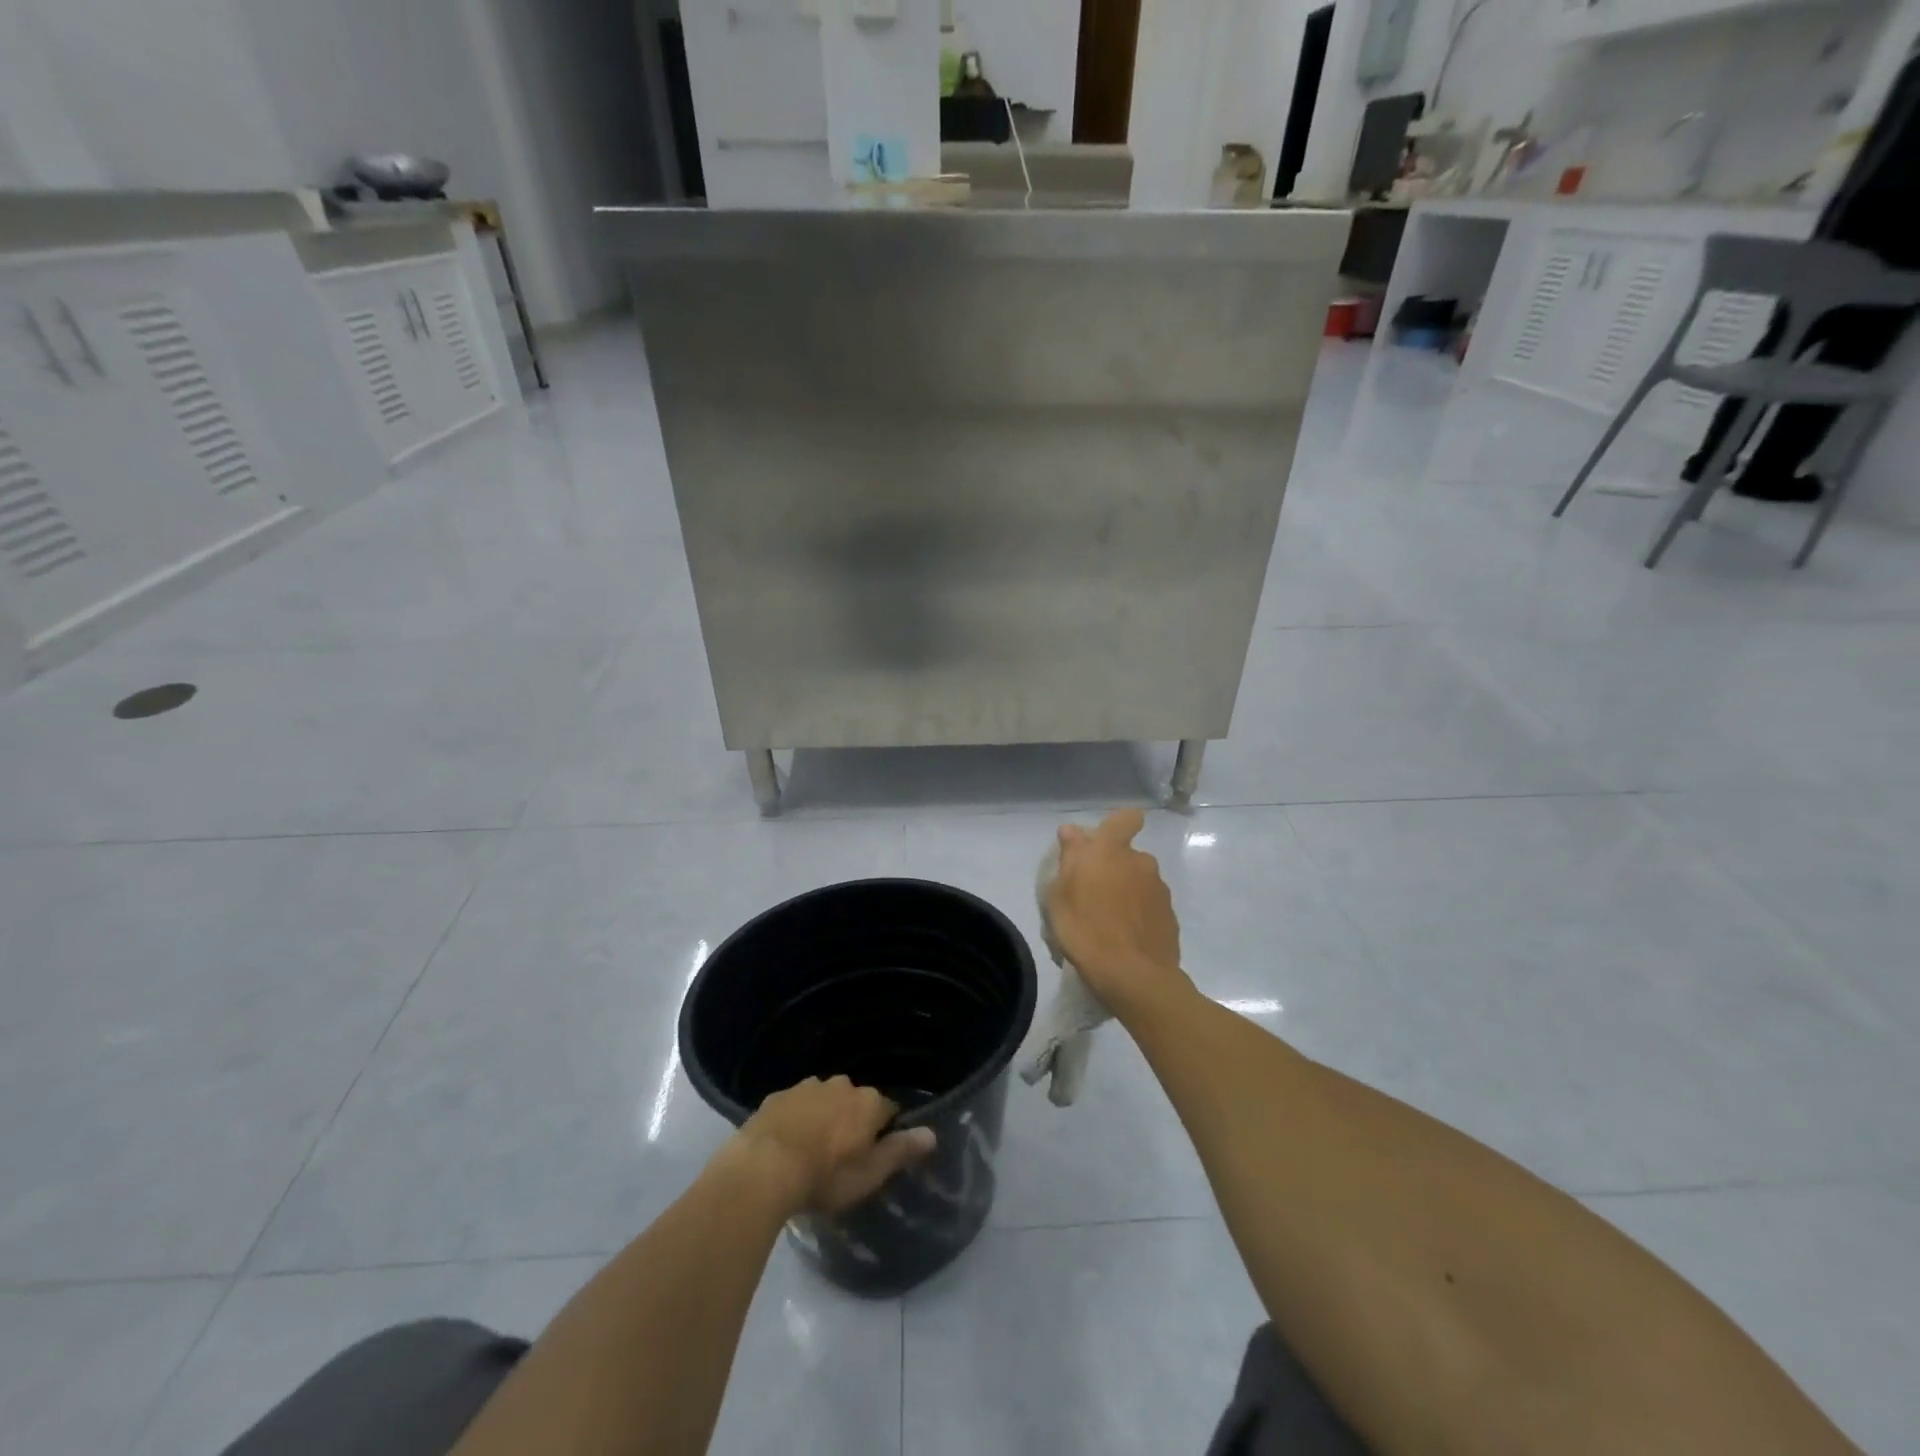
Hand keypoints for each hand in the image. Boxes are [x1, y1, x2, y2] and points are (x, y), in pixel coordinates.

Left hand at [729, 1076, 936, 1215]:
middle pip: (855, 1101)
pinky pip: (795, 1105)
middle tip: (839, 1156)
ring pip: (824, 1099)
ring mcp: (808, 1086)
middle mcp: (842, 1085)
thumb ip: (900, 1151)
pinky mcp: (778, 1095)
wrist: (764, 1167)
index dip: (882, 1133)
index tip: (871, 1156)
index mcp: (868, 1102)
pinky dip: (796, 1119)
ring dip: (823, 1117)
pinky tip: (786, 1143)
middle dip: (850, 1121)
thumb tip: (932, 1133)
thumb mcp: (869, 1175)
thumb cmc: (825, 1177)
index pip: (887, 1111)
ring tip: (811, 1150)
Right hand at [1047, 809, 1187, 1014]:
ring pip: (1139, 881)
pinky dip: (1138, 915)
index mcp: (1112, 851)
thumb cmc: (1085, 930)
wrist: (1133, 976)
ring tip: (1107, 921)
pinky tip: (1124, 937)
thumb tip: (1072, 831)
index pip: (1126, 818)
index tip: (1103, 842)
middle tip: (1092, 893)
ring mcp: (1160, 890)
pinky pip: (1149, 906)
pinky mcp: (1170, 917)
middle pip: (1128, 855)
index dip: (1118, 824)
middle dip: (1114, 867)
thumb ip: (1070, 857)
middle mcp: (1141, 862)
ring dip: (1126, 892)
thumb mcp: (1060, 894)